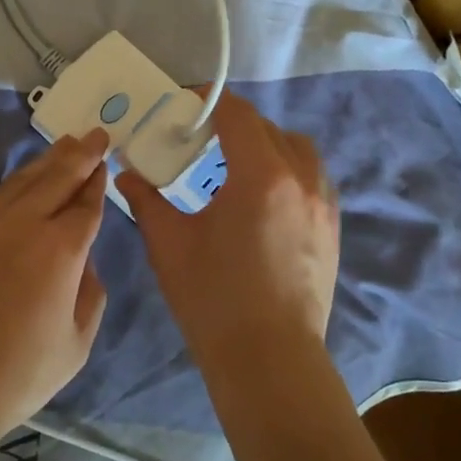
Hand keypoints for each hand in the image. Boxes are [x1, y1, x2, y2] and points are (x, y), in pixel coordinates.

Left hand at [0, 129, 111, 440]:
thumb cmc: (17, 374)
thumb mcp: (76, 344)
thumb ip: (90, 294)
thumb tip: (83, 263)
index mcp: (60, 250)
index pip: (86, 205)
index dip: (97, 184)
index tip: (105, 164)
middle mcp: (22, 225)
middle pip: (56, 178)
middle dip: (80, 155)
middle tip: (95, 135)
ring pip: (21, 181)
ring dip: (46, 162)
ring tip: (64, 145)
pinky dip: (14, 184)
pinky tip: (21, 182)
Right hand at [119, 94, 340, 364]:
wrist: (269, 358)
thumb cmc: (213, 299)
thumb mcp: (168, 244)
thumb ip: (146, 200)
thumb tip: (127, 174)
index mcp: (260, 176)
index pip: (237, 114)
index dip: (208, 102)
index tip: (183, 105)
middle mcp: (300, 179)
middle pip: (268, 128)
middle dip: (233, 124)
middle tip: (199, 139)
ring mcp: (323, 204)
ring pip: (298, 149)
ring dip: (266, 143)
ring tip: (235, 165)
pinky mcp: (333, 228)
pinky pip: (313, 177)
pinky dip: (288, 169)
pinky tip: (263, 199)